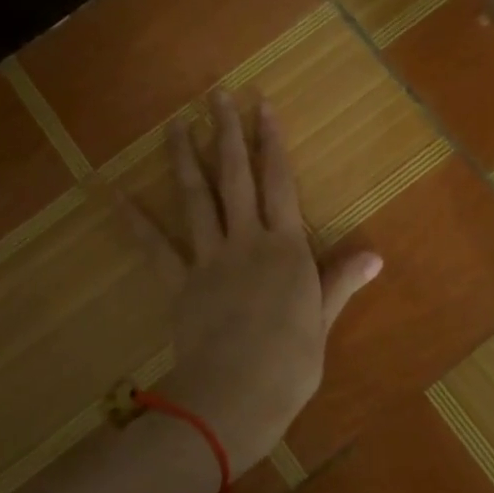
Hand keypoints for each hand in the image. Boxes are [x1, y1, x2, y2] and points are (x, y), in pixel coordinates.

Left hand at [122, 91, 382, 471]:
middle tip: (217, 96)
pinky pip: (155, 247)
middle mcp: (246, 240)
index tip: (261, 106)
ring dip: (186, 159)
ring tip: (176, 124)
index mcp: (285, 248)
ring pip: (196, 199)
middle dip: (227, 133)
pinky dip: (136, 220)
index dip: (271, 142)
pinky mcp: (179, 282)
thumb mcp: (322, 322)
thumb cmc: (289, 364)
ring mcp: (209, 258)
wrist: (235, 396)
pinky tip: (118, 195)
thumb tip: (375, 256)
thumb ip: (341, 281)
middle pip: (235, 177)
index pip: (279, 182)